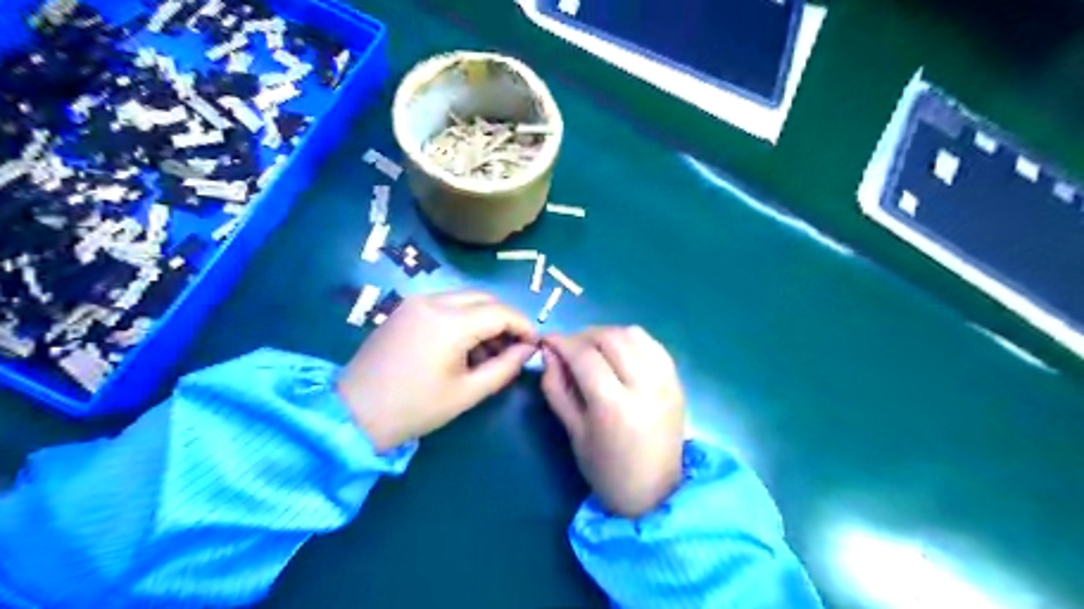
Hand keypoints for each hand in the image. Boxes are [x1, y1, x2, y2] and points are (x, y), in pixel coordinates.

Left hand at [338, 290, 535, 451]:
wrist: (353, 413)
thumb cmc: (414, 408)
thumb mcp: (467, 393)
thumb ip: (505, 368)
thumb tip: (529, 351)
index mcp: (449, 322)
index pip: (500, 312)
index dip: (524, 326)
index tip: (534, 345)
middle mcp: (433, 301)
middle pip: (484, 299)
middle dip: (505, 321)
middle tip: (512, 350)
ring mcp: (415, 302)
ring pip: (465, 299)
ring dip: (484, 319)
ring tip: (488, 354)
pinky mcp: (405, 309)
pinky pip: (445, 305)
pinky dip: (463, 319)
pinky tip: (463, 347)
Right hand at [541, 329, 683, 517]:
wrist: (655, 493)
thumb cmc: (607, 470)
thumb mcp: (573, 432)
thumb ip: (557, 388)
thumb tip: (549, 352)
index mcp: (614, 407)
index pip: (585, 356)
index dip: (562, 342)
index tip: (548, 340)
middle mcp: (644, 387)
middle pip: (610, 338)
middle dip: (583, 336)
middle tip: (569, 348)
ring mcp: (665, 381)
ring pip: (632, 334)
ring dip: (607, 335)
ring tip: (594, 350)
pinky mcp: (676, 380)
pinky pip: (652, 344)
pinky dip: (631, 340)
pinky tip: (619, 354)